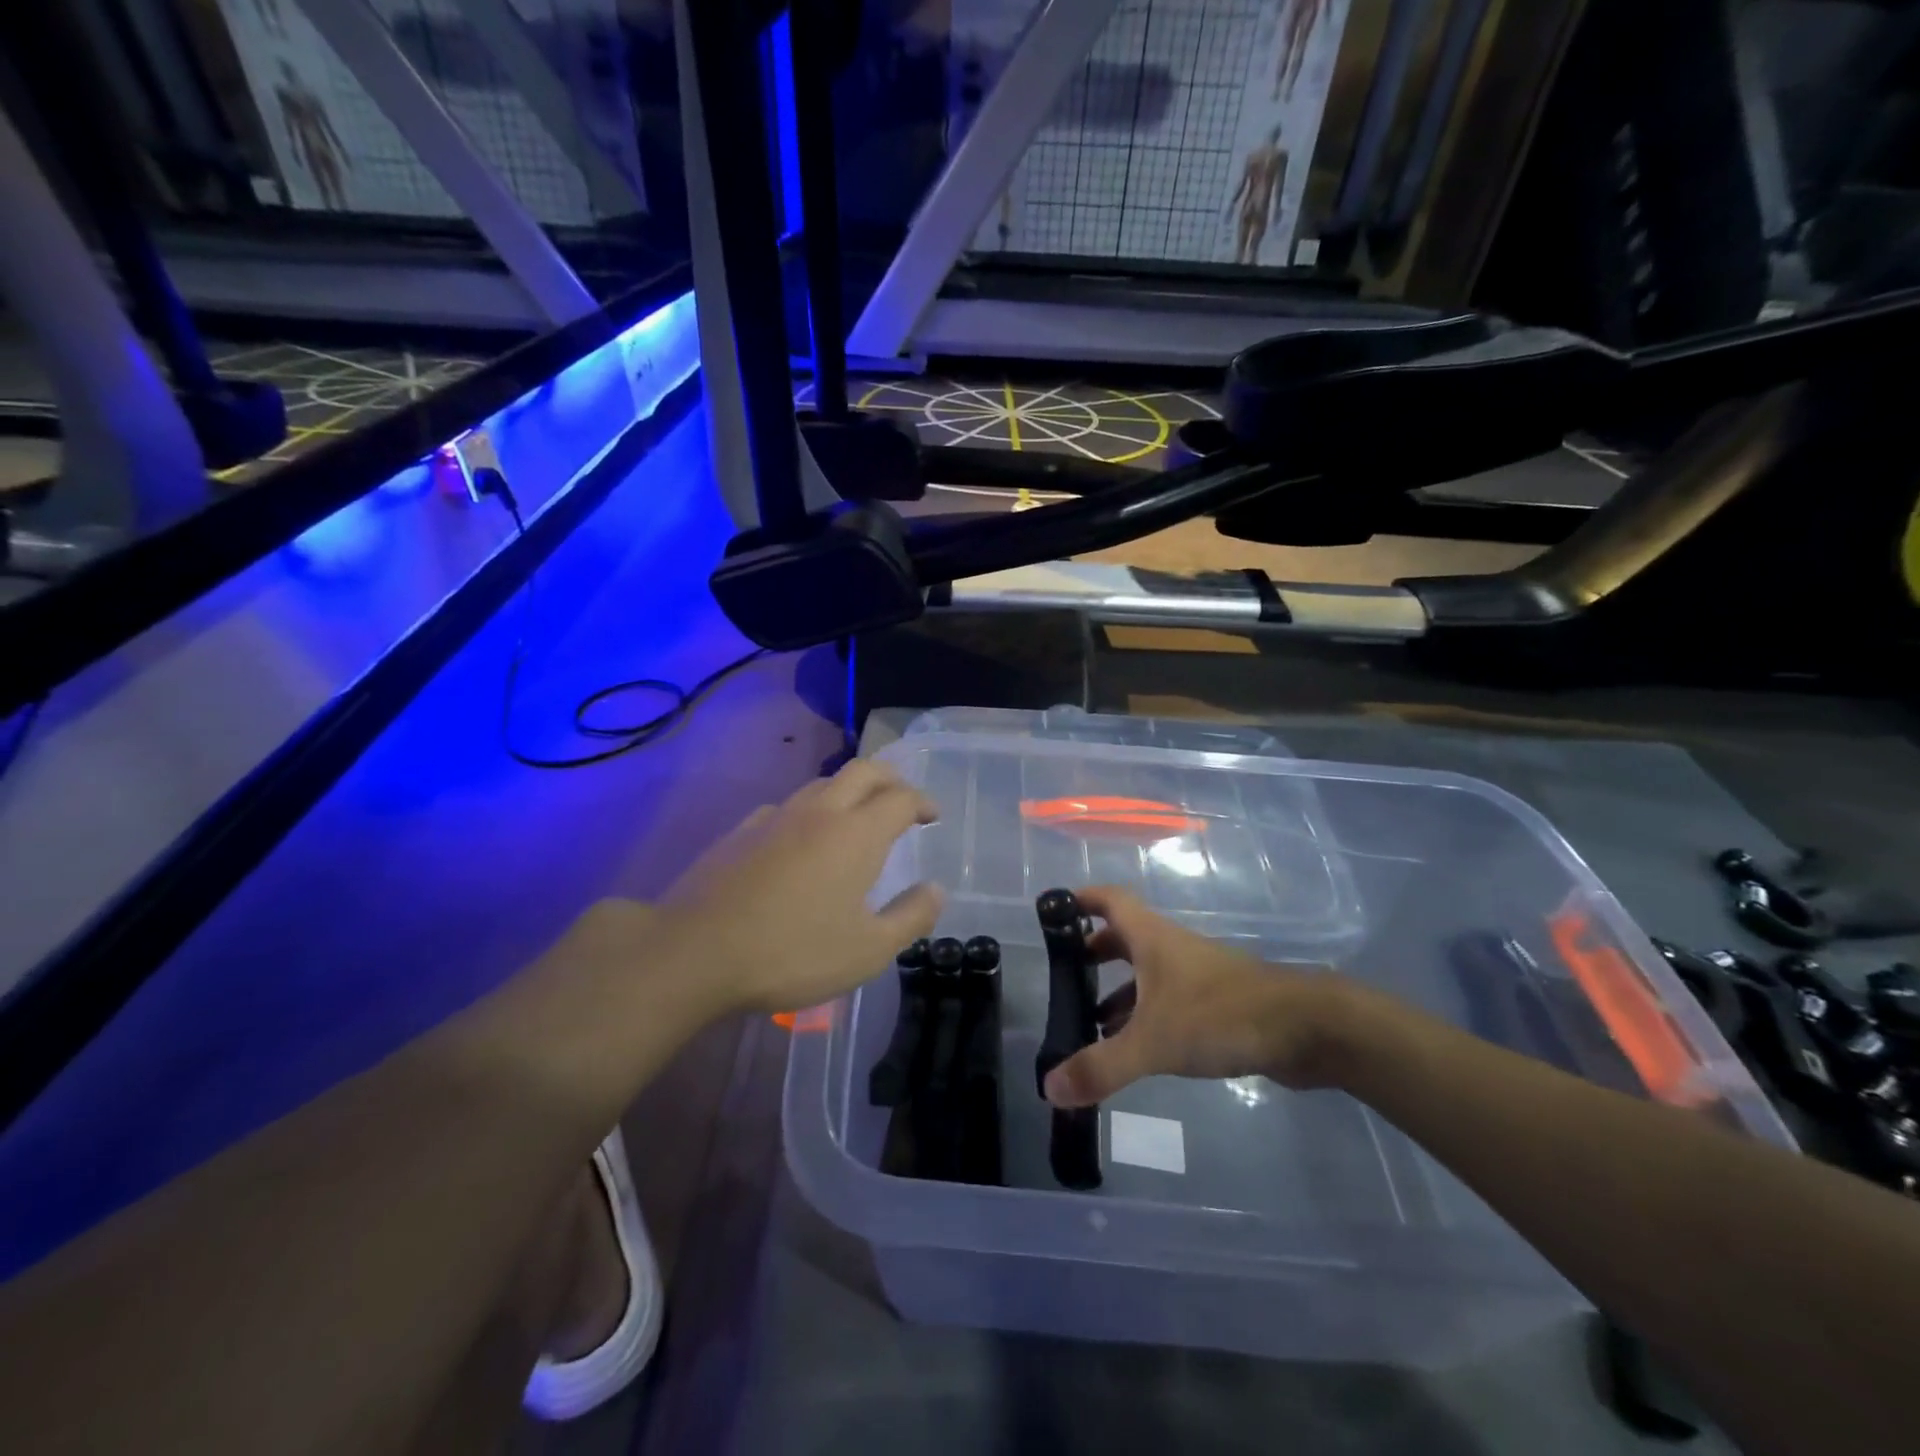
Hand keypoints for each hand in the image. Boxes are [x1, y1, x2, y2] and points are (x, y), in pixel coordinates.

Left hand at [655, 761, 943, 1014]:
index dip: (923, 802)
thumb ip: (910, 917)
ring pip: (822, 783)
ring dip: (849, 790)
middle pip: (863, 771)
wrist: (695, 952)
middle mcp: (820, 812)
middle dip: (891, 778)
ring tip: (856, 817)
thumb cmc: (792, 953)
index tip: (933, 816)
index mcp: (857, 834)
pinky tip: (800, 839)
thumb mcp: (868, 951)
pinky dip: (809, 811)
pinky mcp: (741, 831)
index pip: (901, 798)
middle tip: (903, 800)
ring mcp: (776, 817)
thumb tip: (936, 890)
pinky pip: (786, 806)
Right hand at [1042, 887, 1354, 1107]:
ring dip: (1118, 991)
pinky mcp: (1216, 1005)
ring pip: (1147, 973)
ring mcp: (1196, 976)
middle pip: (1124, 938)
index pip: (1110, 900)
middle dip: (1093, 953)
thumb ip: (1102, 1066)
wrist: (1305, 1029)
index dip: (1081, 899)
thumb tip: (1049, 1088)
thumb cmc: (1220, 1015)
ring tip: (1090, 1024)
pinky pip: (1168, 1001)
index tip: (1053, 908)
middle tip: (1066, 976)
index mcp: (1151, 938)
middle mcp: (1171, 948)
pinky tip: (1135, 1048)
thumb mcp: (1153, 1041)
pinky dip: (1145, 1016)